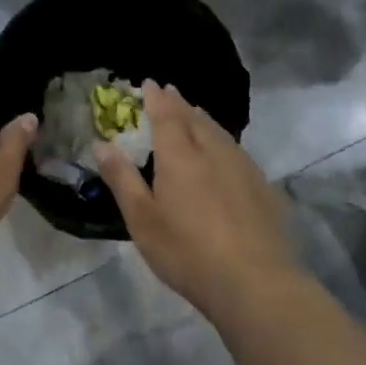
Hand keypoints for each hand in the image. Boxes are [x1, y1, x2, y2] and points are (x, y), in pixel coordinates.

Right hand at [96, 82, 300, 319]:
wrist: (255, 281)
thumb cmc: (187, 252)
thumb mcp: (142, 220)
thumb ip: (122, 179)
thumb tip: (102, 144)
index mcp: (180, 156)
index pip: (166, 114)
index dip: (156, 98)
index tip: (148, 83)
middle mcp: (214, 151)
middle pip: (195, 118)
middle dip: (179, 103)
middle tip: (169, 93)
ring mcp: (243, 167)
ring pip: (220, 132)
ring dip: (203, 119)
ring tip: (194, 114)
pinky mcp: (263, 187)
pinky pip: (237, 151)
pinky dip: (222, 141)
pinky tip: (223, 154)